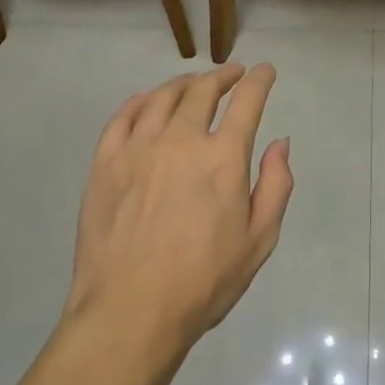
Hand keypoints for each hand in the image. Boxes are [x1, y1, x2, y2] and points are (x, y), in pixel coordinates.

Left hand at [65, 64, 292, 354]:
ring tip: (193, 84)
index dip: (259, 80)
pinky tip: (147, 102)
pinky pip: (123, 116)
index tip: (265, 71)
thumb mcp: (259, 241)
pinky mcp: (105, 162)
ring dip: (184, 83)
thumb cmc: (202, 282)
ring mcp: (139, 147)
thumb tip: (280, 143)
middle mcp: (181, 139)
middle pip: (203, 89)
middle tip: (231, 75)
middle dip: (222, 76)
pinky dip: (141, 101)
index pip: (247, 100)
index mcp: (223, 157)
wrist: (129, 313)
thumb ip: (275, 185)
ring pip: (163, 96)